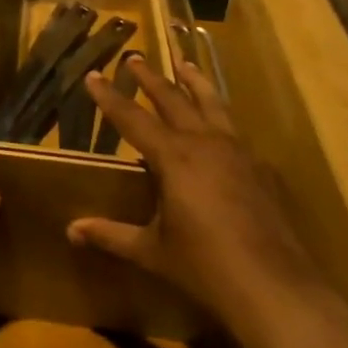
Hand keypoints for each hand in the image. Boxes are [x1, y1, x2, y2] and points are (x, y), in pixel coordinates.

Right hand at [67, 55, 317, 338]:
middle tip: (134, 58)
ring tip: (184, 63)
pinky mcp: (262, 169)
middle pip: (173, 99)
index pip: (132, 118)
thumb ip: (112, 235)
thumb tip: (72, 230)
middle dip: (150, 78)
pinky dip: (222, 119)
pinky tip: (222, 128)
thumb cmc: (205, 267)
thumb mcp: (152, 251)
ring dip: (194, 82)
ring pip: (212, 104)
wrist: (275, 289)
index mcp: (174, 157)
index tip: (93, 75)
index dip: (109, 97)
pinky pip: (236, 132)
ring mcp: (238, 152)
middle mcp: (205, 143)